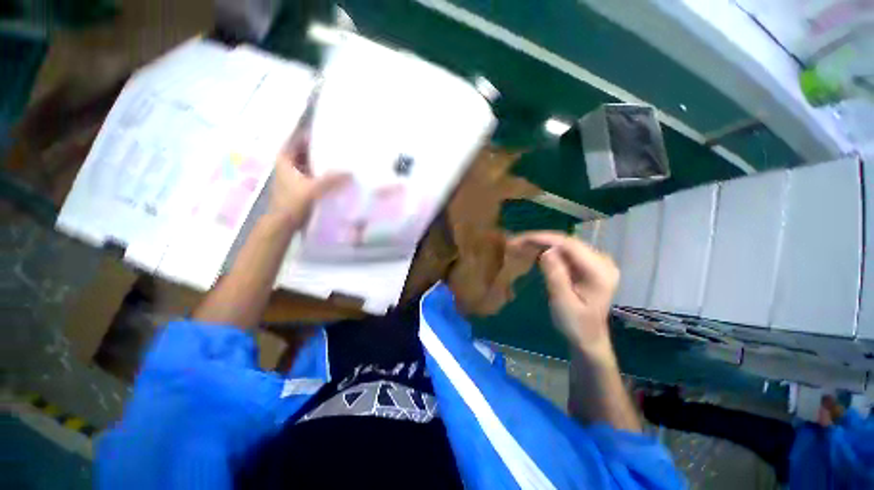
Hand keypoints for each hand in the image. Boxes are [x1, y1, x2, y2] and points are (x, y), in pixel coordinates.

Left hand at [268, 132, 347, 226]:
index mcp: (285, 158)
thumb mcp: (313, 188)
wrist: (284, 223)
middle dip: (320, 149)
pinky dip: (323, 174)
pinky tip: (336, 175)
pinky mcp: (301, 186)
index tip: (328, 132)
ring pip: (310, 164)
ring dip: (322, 163)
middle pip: (306, 151)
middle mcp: (288, 164)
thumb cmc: (293, 202)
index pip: (298, 139)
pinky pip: (314, 175)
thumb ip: (332, 179)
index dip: (311, 134)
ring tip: (340, 159)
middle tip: (338, 145)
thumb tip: (351, 172)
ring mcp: (294, 175)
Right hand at [509, 231, 619, 361]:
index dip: (544, 239)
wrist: (588, 338)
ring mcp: (596, 261)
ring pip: (565, 244)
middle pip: (567, 242)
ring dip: (542, 243)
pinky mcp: (588, 264)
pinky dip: (548, 249)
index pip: (570, 245)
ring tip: (521, 244)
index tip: (521, 239)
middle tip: (516, 242)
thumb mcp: (563, 303)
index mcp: (600, 272)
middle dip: (540, 239)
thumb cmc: (575, 324)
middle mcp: (602, 261)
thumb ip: (556, 276)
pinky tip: (533, 251)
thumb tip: (547, 251)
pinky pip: (565, 251)